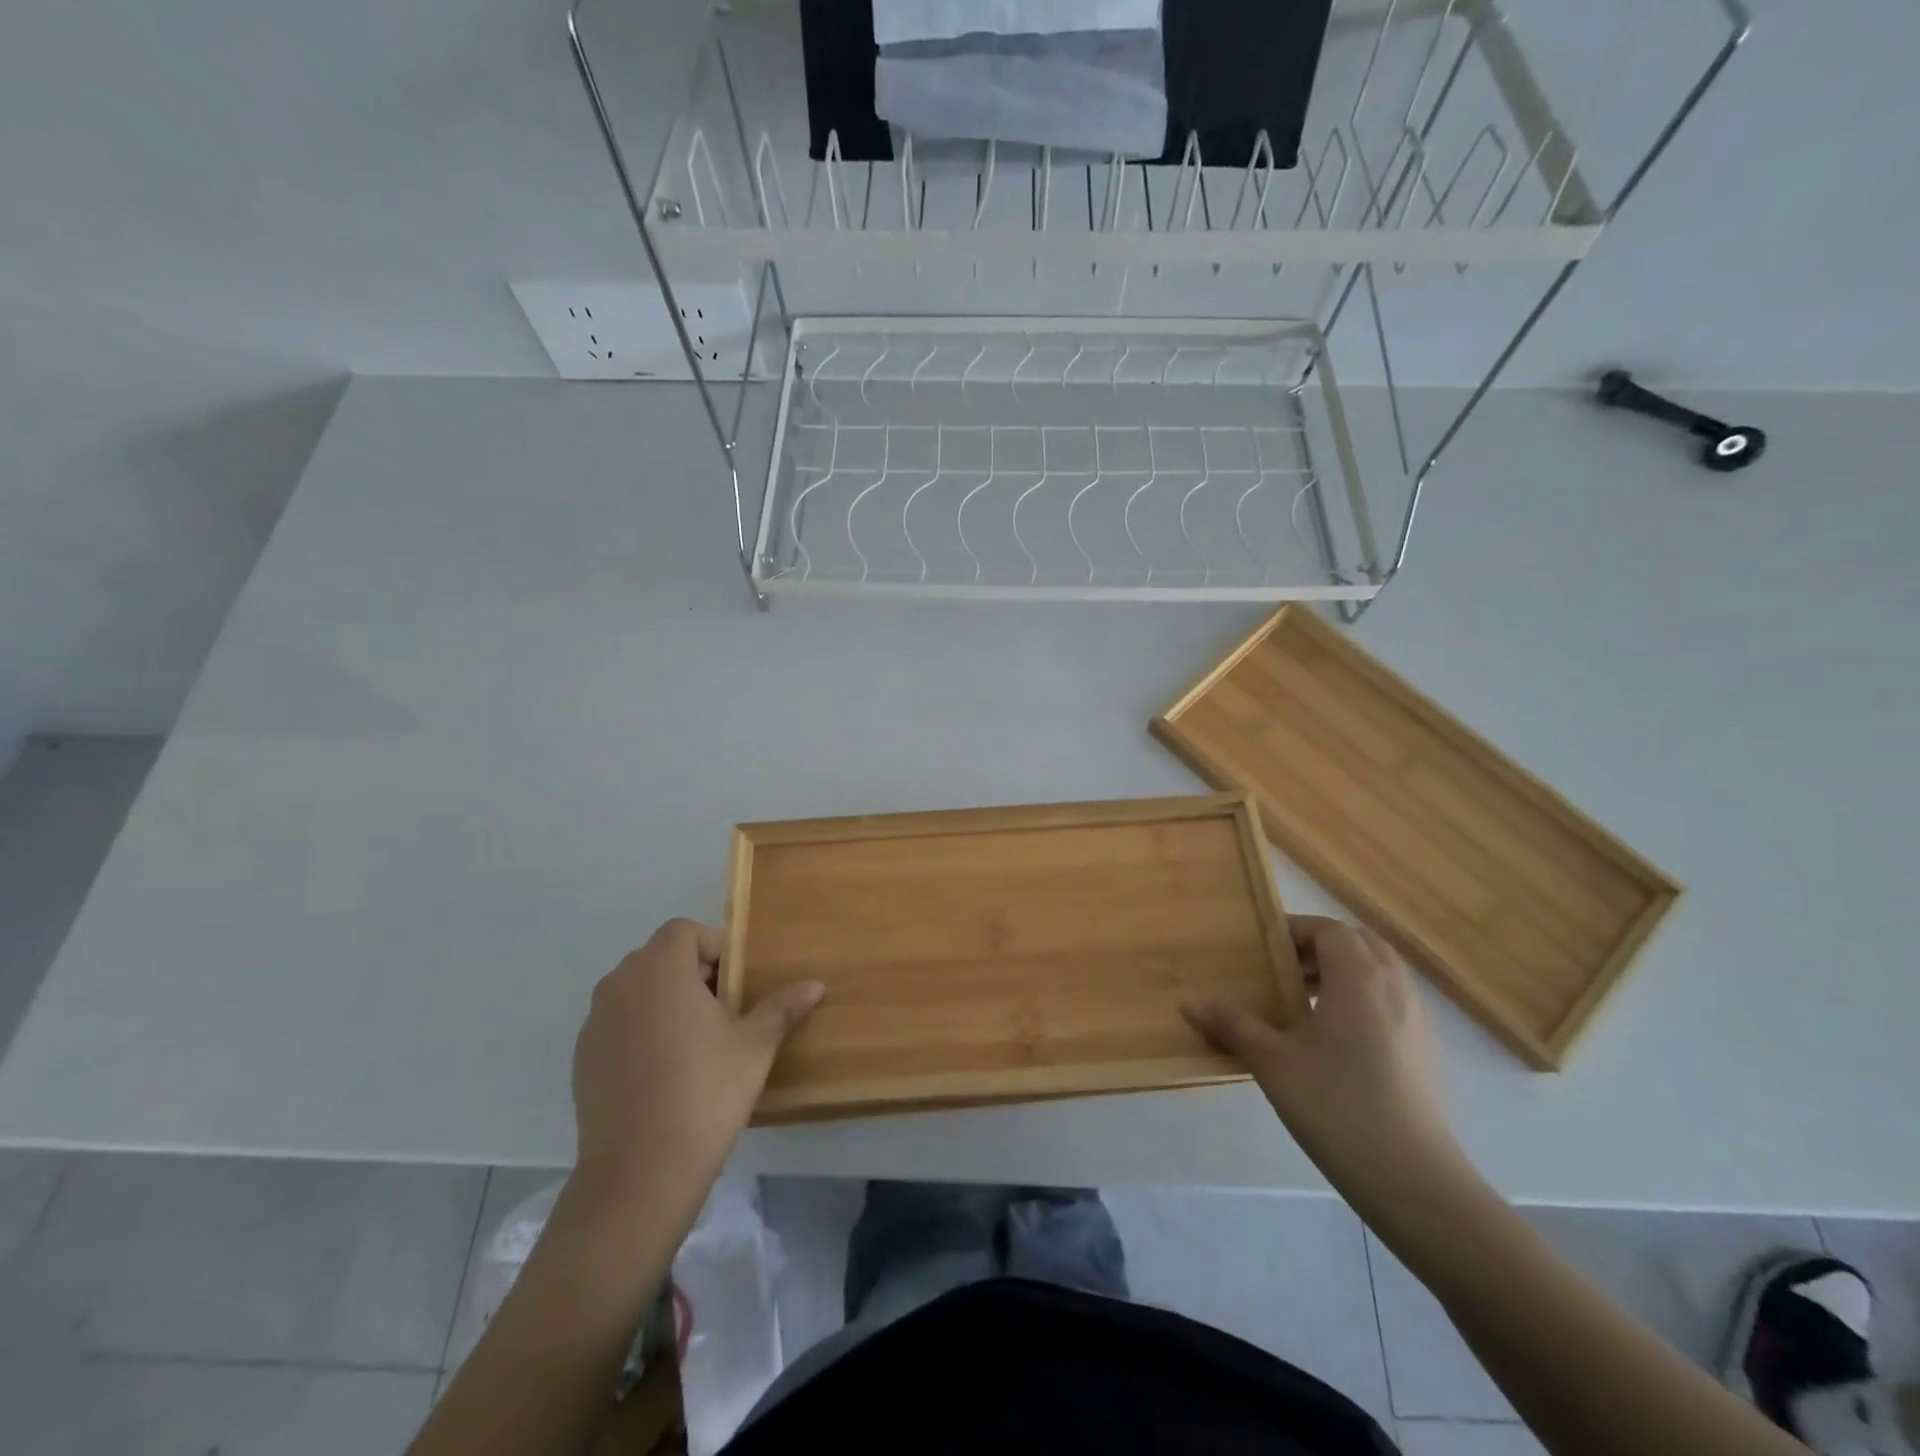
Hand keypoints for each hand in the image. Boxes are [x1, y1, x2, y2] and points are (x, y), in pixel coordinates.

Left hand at [570, 918, 823, 1207]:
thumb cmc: (705, 1092)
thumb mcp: (755, 1045)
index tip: (737, 983)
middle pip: (660, 958)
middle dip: (694, 973)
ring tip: (696, 1042)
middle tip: (725, 1011)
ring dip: (666, 1001)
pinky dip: (642, 1031)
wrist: (640, 1173)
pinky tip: (665, 1072)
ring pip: (638, 991)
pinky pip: (619, 1024)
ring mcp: (595, 1022)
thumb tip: (816, 984)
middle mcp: (620, 984)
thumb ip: (783, 1007)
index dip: (715, 947)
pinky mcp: (583, 1058)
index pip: (685, 931)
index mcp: (660, 969)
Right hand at [1183, 916, 1468, 1208]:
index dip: (1295, 931)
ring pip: (1382, 972)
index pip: (1329, 930)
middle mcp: (1394, 987)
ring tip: (1307, 1002)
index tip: (1263, 948)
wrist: (1414, 1181)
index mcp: (1358, 978)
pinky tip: (1337, 1040)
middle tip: (1283, 971)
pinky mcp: (1427, 1051)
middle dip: (1321, 947)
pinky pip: (1394, 1002)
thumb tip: (1187, 1000)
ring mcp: (1418, 1020)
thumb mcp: (1272, 1063)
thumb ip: (1232, 1025)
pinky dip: (1365, 999)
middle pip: (1359, 943)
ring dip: (1345, 972)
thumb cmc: (1336, 1107)